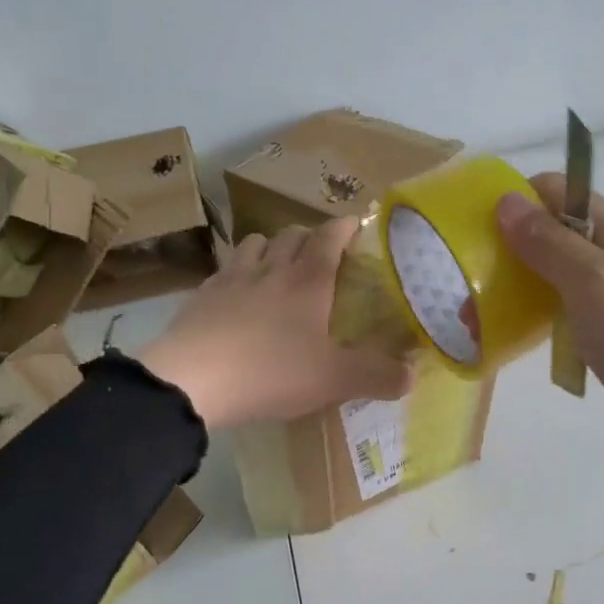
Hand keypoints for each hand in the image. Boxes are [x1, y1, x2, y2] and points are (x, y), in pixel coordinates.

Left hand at [140, 218, 412, 429]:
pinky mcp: (202, 295)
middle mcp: (271, 269)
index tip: (356, 224)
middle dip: (310, 236)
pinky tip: (238, 294)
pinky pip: (225, 269)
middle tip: (320, 253)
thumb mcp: (333, 380)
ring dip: (271, 247)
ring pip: (255, 243)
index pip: (330, 238)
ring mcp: (232, 278)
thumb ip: (377, 376)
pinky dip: (239, 271)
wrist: (192, 379)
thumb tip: (411, 376)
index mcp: (308, 281)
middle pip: (292, 234)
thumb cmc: (271, 371)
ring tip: (278, 265)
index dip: (345, 228)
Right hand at [496, 175, 603, 494]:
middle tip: (466, 285)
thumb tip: (506, 202)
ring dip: (515, 292)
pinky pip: (563, 319)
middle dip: (507, 253)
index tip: (474, 229)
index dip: (518, 201)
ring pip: (553, 281)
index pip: (561, 193)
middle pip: (552, 237)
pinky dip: (535, 324)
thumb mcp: (597, 284)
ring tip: (473, 321)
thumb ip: (550, 244)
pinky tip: (505, 342)